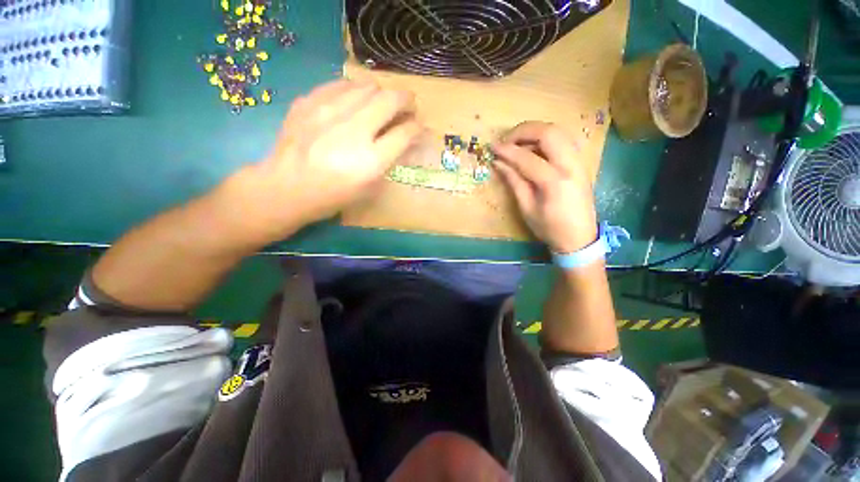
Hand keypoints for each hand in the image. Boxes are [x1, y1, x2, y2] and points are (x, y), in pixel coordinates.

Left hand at [240, 79, 421, 237]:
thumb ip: (390, 159)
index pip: (405, 133)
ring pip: (368, 86)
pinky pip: (341, 84)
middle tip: (408, 107)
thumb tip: (407, 137)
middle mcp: (353, 131)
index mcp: (370, 161)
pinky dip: (356, 90)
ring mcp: (328, 112)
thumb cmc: (333, 195)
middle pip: (390, 100)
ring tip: (382, 104)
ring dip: (383, 93)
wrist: (286, 188)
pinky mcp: (308, 102)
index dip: (416, 127)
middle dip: (407, 101)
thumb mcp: (369, 187)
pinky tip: (354, 101)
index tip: (417, 126)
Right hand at [492, 122, 597, 252]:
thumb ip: (514, 181)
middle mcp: (571, 165)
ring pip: (558, 131)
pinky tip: (533, 149)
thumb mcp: (527, 208)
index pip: (527, 158)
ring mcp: (579, 161)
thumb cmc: (550, 227)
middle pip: (548, 132)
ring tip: (517, 143)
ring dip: (535, 131)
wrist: (580, 237)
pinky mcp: (580, 163)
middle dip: (524, 131)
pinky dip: (546, 138)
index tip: (492, 147)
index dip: (507, 151)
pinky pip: (563, 140)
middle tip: (506, 140)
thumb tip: (498, 163)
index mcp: (555, 181)